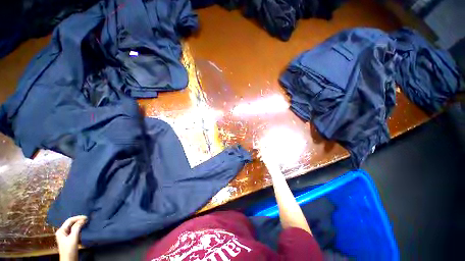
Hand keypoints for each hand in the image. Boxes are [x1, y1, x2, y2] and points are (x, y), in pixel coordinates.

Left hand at [55, 215, 86, 260]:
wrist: (69, 260)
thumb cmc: (69, 249)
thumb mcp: (73, 238)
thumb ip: (76, 228)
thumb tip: (83, 219)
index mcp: (61, 231)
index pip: (69, 220)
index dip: (78, 218)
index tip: (87, 217)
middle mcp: (62, 232)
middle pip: (71, 223)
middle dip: (79, 221)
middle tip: (87, 219)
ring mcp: (65, 236)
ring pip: (73, 227)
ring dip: (79, 224)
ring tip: (86, 223)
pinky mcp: (69, 239)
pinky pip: (74, 231)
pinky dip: (79, 229)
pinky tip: (83, 229)